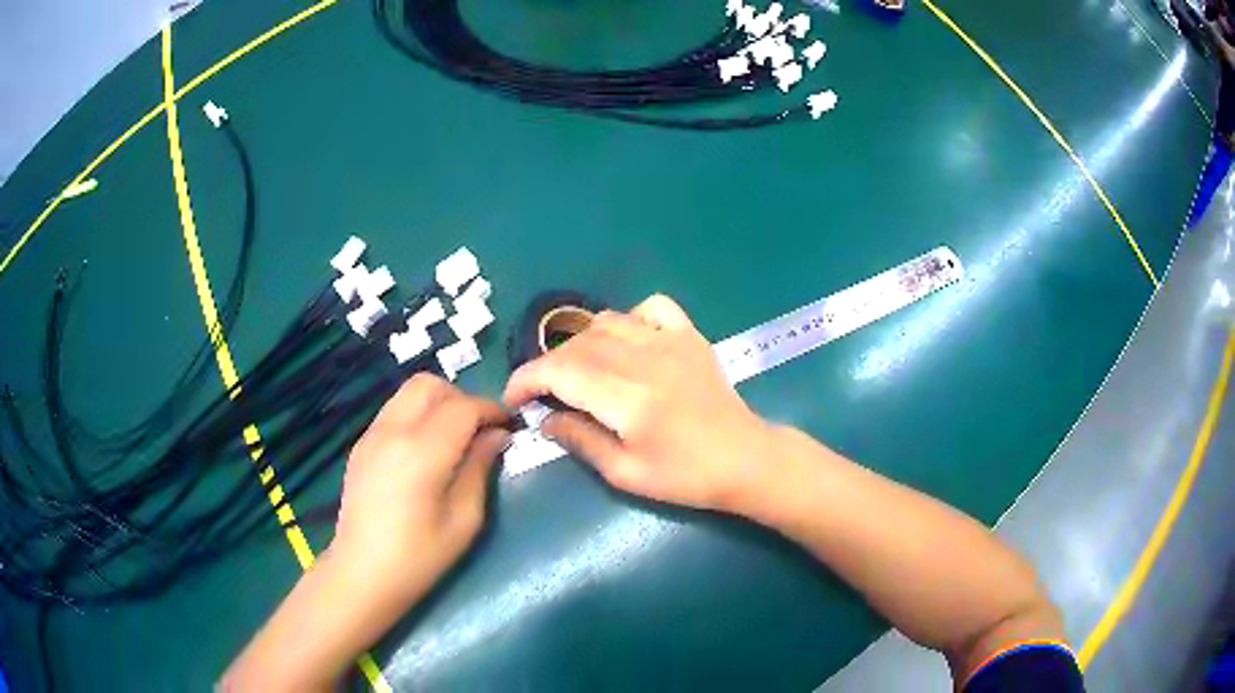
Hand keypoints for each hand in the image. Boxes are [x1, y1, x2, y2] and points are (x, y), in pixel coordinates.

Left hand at [330, 373, 509, 600]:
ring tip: (454, 437)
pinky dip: (416, 415)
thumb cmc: (420, 556)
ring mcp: (371, 435)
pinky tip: (425, 450)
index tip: (510, 424)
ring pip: (408, 393)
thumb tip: (497, 436)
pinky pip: (394, 411)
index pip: (464, 407)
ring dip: (438, 403)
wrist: (362, 573)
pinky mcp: (360, 445)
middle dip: (462, 398)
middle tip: (479, 429)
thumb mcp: (464, 519)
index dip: (492, 409)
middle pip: (430, 385)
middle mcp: (393, 431)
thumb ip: (480, 468)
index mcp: (422, 452)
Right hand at [503, 294, 775, 513]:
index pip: (559, 372)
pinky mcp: (689, 335)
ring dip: (581, 344)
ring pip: (606, 322)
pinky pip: (650, 308)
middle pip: (576, 346)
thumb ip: (580, 441)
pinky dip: (628, 318)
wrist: (745, 459)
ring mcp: (670, 341)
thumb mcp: (626, 474)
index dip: (525, 380)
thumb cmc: (686, 477)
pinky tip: (627, 343)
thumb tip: (543, 420)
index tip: (513, 399)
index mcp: (628, 399)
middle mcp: (645, 360)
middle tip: (543, 394)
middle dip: (547, 367)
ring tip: (580, 372)